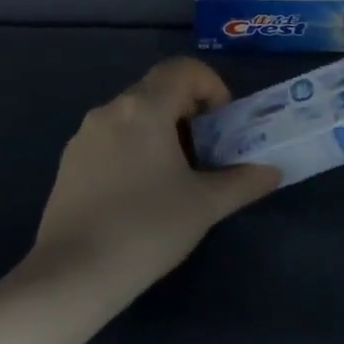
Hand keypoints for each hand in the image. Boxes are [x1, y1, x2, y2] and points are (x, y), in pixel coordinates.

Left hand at [28, 57, 280, 295]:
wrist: (71, 275)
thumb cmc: (146, 229)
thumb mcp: (205, 205)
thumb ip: (244, 182)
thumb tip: (272, 172)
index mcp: (145, 107)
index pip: (184, 69)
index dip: (212, 86)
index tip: (223, 124)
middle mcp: (111, 109)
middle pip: (159, 88)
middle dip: (190, 110)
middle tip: (207, 150)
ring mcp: (84, 135)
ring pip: (134, 113)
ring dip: (162, 129)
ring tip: (176, 174)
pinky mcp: (70, 161)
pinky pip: (112, 136)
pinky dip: (135, 146)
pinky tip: (140, 193)